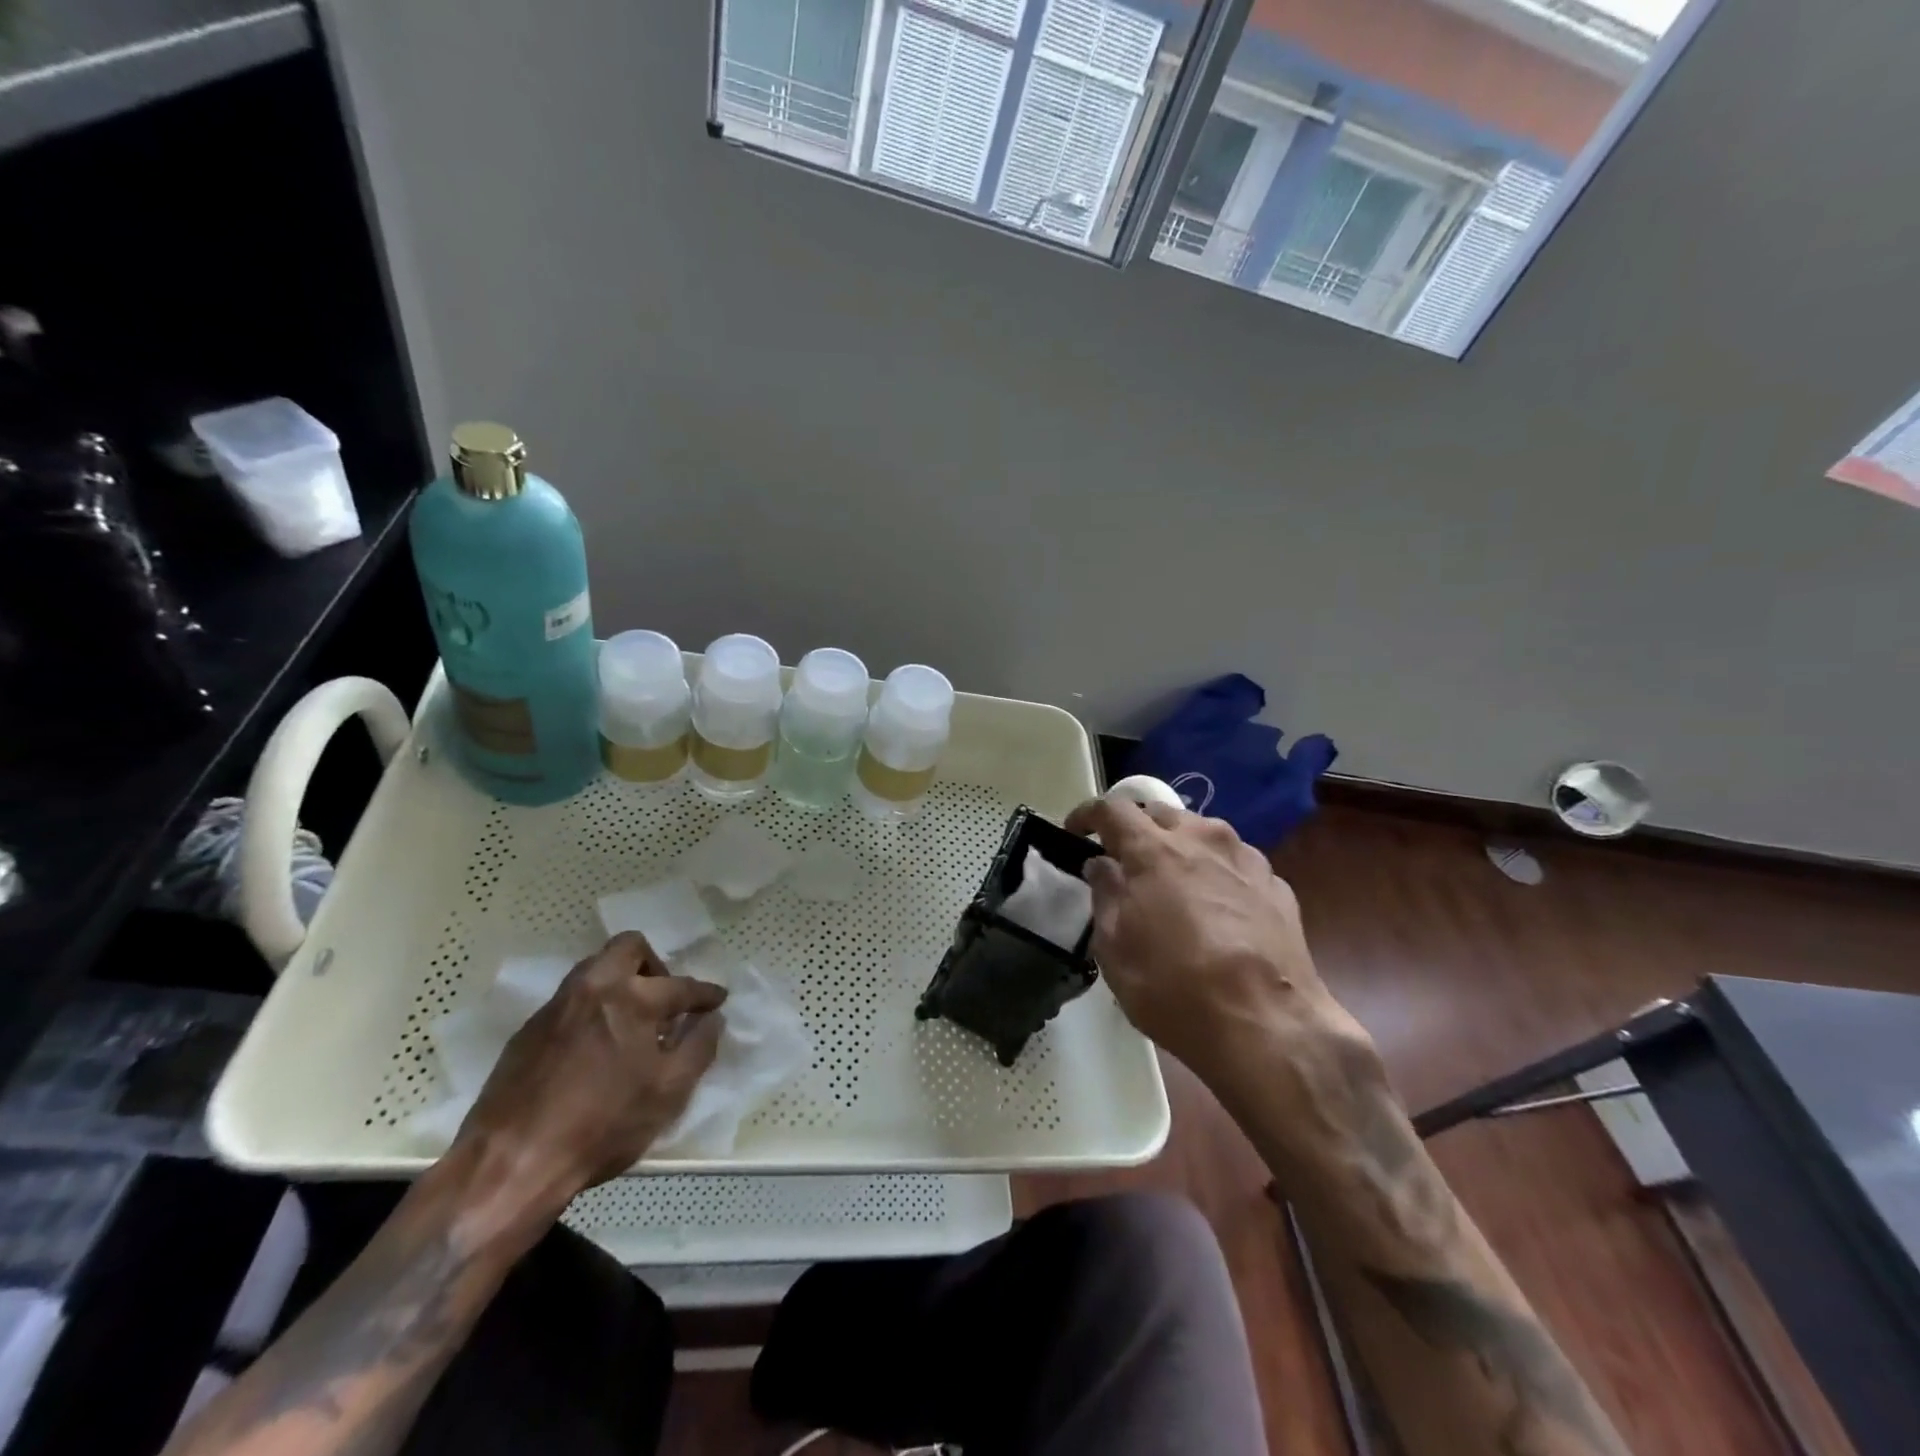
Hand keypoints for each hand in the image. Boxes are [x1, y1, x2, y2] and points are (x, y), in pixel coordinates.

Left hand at [454, 932, 726, 1213]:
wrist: (509, 1164)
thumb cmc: (601, 1127)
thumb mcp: (669, 1093)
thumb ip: (699, 1048)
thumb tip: (711, 1019)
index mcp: (633, 999)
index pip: (681, 985)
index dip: (705, 994)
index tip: (717, 1000)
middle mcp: (594, 988)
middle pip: (629, 947)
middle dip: (655, 964)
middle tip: (664, 999)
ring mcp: (556, 1006)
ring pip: (595, 969)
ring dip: (621, 982)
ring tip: (631, 1022)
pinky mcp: (528, 1030)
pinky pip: (571, 1000)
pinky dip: (592, 1009)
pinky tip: (595, 1047)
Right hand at [1063, 798, 1360, 1081]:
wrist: (1268, 1027)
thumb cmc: (1174, 987)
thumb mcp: (1115, 948)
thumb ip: (1105, 895)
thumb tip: (1103, 866)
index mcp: (1154, 849)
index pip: (1112, 809)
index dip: (1087, 815)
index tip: (1075, 831)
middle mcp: (1202, 839)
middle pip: (1161, 813)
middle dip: (1138, 829)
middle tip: (1126, 861)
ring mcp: (1246, 859)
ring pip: (1203, 833)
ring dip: (1180, 847)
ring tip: (1173, 882)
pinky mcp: (1277, 885)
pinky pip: (1235, 863)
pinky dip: (1216, 873)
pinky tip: (1216, 909)